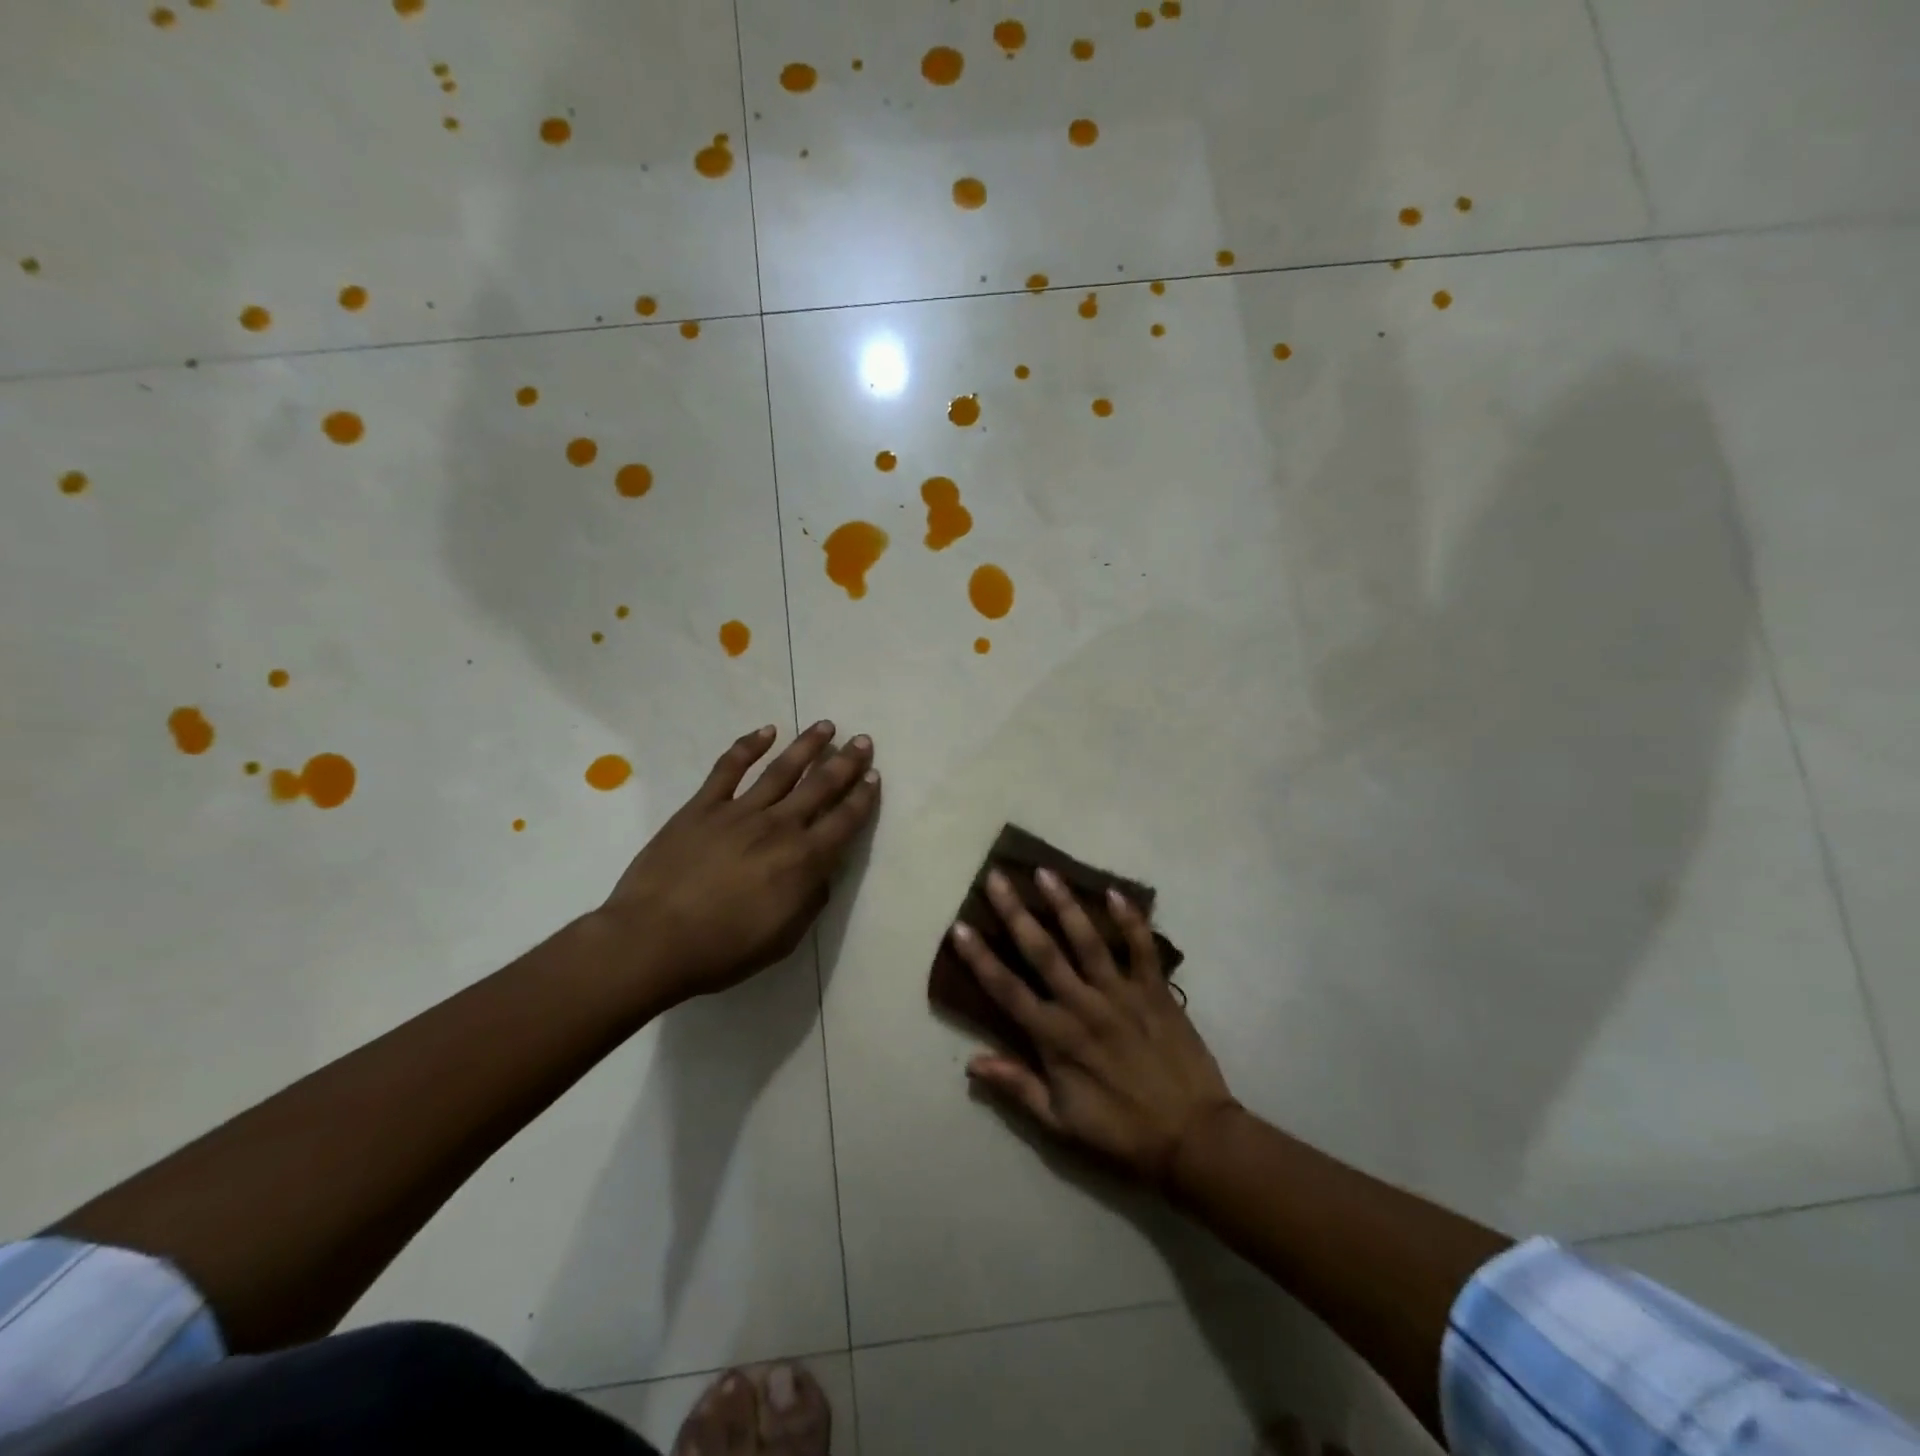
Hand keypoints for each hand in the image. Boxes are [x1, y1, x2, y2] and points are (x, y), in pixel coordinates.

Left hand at [596, 721, 879, 1004]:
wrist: (653, 941)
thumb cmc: (723, 950)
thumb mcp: (784, 938)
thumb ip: (811, 900)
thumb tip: (822, 872)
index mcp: (803, 861)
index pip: (844, 821)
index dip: (862, 797)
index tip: (874, 775)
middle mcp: (779, 827)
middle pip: (820, 786)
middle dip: (846, 762)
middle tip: (862, 740)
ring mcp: (739, 812)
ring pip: (782, 769)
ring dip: (807, 745)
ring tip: (825, 726)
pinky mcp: (702, 806)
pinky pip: (728, 768)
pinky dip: (748, 746)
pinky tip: (766, 731)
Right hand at [952, 868, 1235, 1184]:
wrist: (1192, 1138)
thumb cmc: (1120, 1132)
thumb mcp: (1060, 1122)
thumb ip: (1017, 1086)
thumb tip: (972, 1062)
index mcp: (1055, 1038)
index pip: (1007, 990)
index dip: (980, 958)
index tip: (960, 927)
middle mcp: (1083, 1006)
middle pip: (1042, 952)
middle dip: (1015, 913)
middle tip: (996, 878)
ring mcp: (1121, 994)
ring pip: (1087, 940)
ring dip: (1065, 904)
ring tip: (1046, 872)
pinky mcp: (1155, 991)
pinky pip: (1142, 949)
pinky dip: (1131, 920)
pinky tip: (1116, 892)